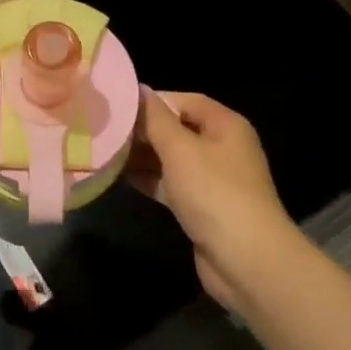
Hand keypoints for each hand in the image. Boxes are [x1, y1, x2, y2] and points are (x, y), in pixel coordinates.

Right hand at [127, 89, 290, 310]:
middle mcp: (222, 148)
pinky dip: (150, 179)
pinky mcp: (202, 206)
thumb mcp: (180, 149)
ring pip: (171, 158)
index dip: (153, 101)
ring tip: (105, 151)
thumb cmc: (213, 192)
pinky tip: (120, 177)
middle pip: (177, 129)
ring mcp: (213, 179)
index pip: (185, 101)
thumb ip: (156, 118)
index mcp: (225, 125)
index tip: (118, 106)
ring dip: (142, 156)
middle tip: (106, 130)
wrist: (245, 259)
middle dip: (144, 130)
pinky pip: (171, 184)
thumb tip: (139, 89)